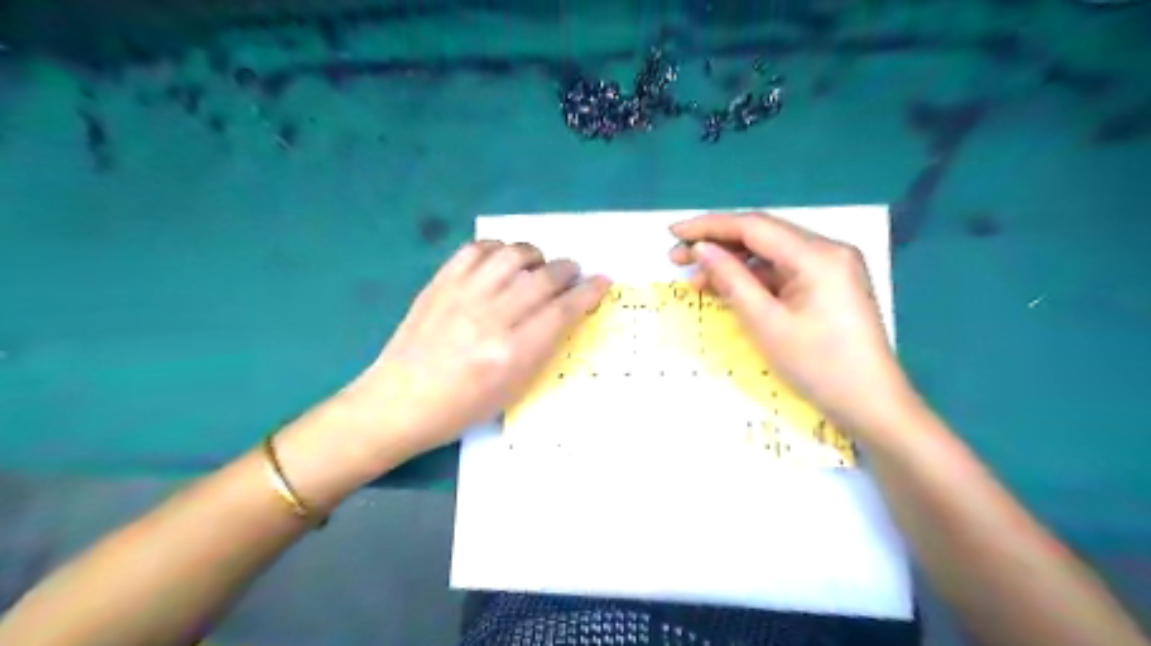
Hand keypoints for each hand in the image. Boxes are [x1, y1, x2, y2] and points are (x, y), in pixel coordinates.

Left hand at [340, 239, 609, 457]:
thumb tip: (565, 313)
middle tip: (572, 274)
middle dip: (568, 270)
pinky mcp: (440, 284)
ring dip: (535, 255)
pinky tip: (503, 262)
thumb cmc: (461, 408)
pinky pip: (476, 249)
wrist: (399, 402)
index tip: (602, 281)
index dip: (588, 293)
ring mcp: (462, 296)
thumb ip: (542, 348)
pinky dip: (498, 248)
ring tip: (538, 265)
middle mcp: (490, 319)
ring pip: (512, 255)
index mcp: (512, 354)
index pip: (561, 312)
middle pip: (543, 279)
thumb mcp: (513, 390)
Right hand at [666, 215, 919, 435]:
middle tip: (676, 258)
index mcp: (817, 255)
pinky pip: (783, 272)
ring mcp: (831, 267)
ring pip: (770, 254)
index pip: (753, 226)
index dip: (709, 226)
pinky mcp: (829, 285)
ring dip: (732, 263)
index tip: (673, 233)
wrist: (871, 404)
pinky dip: (753, 279)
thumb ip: (731, 280)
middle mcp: (827, 250)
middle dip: (717, 244)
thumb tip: (701, 249)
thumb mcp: (766, 323)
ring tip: (695, 279)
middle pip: (762, 236)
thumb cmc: (818, 367)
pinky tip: (726, 289)